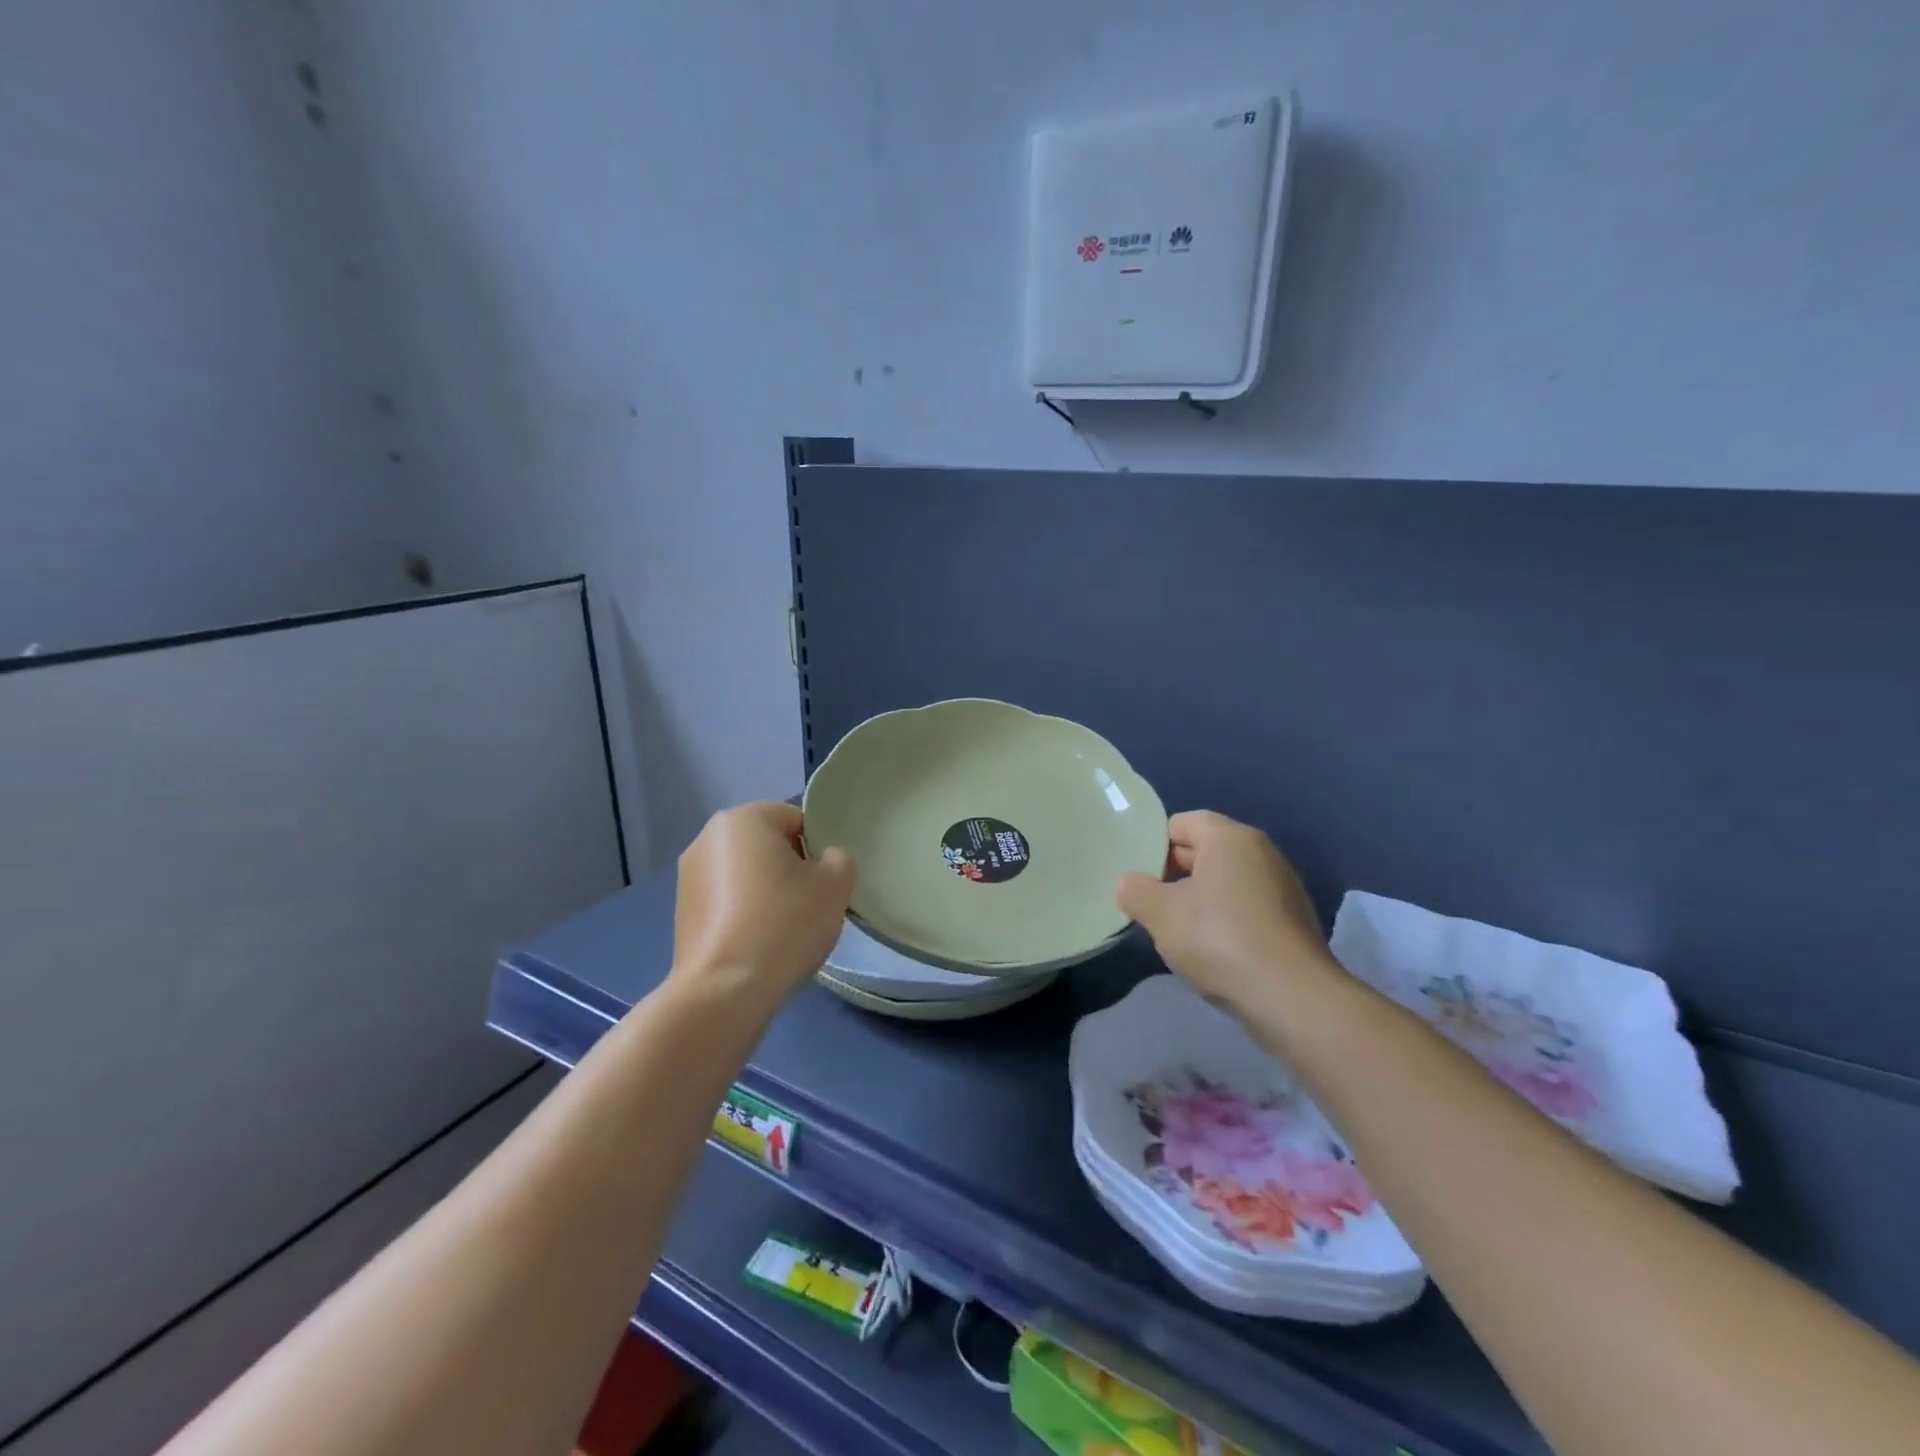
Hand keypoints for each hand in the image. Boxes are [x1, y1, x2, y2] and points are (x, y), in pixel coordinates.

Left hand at [669, 802, 854, 1014]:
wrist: (724, 992)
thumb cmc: (784, 924)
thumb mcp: (835, 884)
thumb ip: (839, 858)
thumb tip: (824, 861)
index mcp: (744, 818)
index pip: (796, 820)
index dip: (817, 849)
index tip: (824, 882)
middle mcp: (708, 837)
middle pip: (768, 844)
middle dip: (790, 868)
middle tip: (809, 904)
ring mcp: (688, 875)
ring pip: (746, 873)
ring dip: (766, 891)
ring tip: (782, 929)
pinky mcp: (681, 911)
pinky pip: (727, 899)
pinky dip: (744, 912)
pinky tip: (757, 943)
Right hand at [1115, 810, 1337, 1015]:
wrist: (1293, 998)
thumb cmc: (1219, 939)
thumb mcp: (1160, 914)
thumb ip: (1135, 891)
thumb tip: (1130, 884)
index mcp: (1229, 837)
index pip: (1182, 823)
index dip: (1155, 846)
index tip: (1139, 877)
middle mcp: (1261, 851)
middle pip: (1206, 850)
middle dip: (1175, 874)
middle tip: (1151, 904)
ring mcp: (1283, 886)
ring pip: (1227, 882)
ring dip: (1201, 900)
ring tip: (1178, 931)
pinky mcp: (1294, 921)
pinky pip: (1248, 907)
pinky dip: (1227, 920)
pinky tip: (1214, 951)